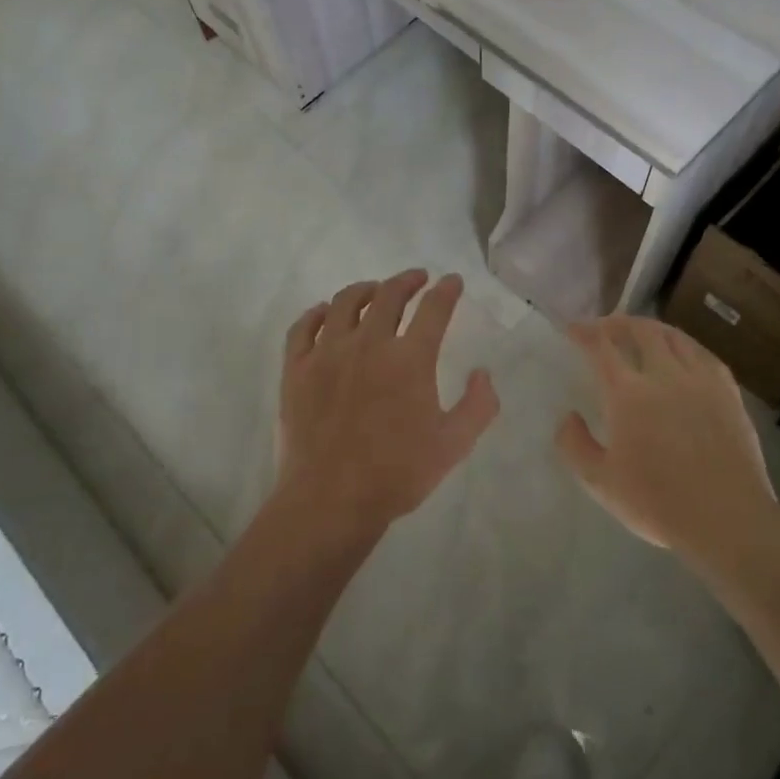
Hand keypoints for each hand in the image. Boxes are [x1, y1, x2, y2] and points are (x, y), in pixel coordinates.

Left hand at [277, 270, 499, 533]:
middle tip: (417, 279)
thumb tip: (483, 373)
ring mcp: (327, 353)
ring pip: (345, 303)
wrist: (331, 499)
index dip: (447, 290)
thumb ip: (478, 405)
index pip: (434, 309)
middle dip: (408, 281)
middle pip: (389, 295)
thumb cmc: (398, 473)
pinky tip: (325, 312)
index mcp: (410, 359)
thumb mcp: (454, 445)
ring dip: (365, 290)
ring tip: (374, 290)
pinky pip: (303, 327)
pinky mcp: (296, 369)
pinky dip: (317, 313)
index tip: (452, 281)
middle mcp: (368, 344)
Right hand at [556, 316, 777, 564]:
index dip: (584, 333)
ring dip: (651, 328)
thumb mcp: (600, 482)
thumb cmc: (657, 503)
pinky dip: (684, 344)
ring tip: (641, 331)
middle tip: (605, 327)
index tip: (573, 330)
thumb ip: (574, 445)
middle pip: (640, 331)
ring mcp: (701, 380)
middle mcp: (664, 375)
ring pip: (674, 337)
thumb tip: (568, 416)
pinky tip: (682, 352)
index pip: (602, 347)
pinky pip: (703, 354)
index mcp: (628, 394)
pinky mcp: (728, 392)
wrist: (726, 519)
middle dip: (618, 323)